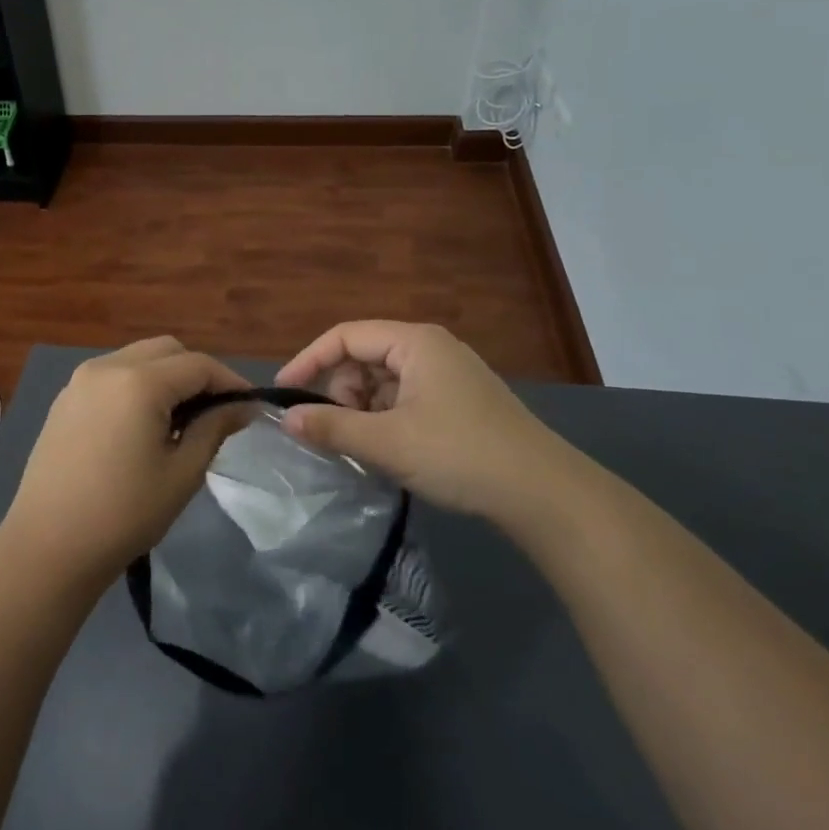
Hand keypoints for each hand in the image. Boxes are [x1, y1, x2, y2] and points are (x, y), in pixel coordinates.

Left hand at [1, 338, 253, 585]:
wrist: (47, 546)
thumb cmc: (124, 514)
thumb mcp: (182, 473)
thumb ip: (214, 428)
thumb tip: (240, 406)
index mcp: (139, 382)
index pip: (198, 364)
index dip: (229, 381)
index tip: (248, 407)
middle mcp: (107, 367)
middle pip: (166, 350)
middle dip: (196, 372)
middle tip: (214, 412)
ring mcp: (80, 380)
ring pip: (137, 357)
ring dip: (165, 376)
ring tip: (180, 420)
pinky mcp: (65, 399)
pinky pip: (112, 375)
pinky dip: (136, 385)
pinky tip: (142, 425)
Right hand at [276, 322, 581, 527]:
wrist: (544, 494)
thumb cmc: (460, 454)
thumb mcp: (388, 442)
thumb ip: (332, 427)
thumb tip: (286, 420)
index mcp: (414, 342)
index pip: (345, 336)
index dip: (308, 361)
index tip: (284, 393)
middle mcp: (431, 347)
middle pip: (365, 357)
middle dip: (341, 391)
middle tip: (336, 431)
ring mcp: (449, 374)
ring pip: (385, 380)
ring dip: (364, 409)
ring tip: (366, 447)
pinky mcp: (460, 400)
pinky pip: (407, 397)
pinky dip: (388, 418)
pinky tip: (391, 450)